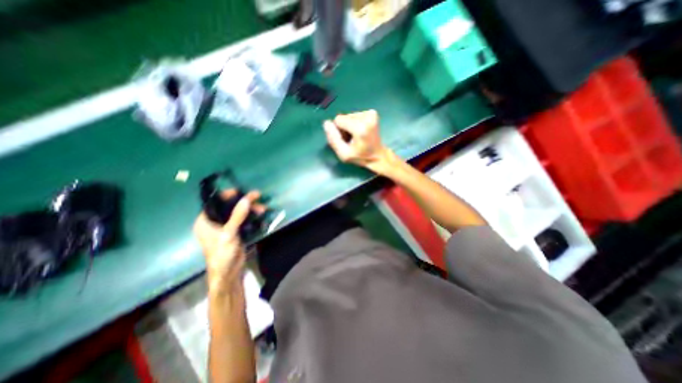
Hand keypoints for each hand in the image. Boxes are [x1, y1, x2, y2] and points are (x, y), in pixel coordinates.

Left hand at [194, 190, 266, 294]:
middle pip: (229, 207)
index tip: (240, 191)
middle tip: (258, 198)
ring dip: (250, 210)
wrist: (229, 273)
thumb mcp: (229, 233)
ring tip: (263, 209)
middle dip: (244, 203)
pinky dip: (251, 217)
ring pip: (238, 213)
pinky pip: (243, 220)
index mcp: (205, 221)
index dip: (227, 195)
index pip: (214, 202)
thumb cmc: (222, 253)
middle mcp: (214, 222)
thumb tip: (246, 199)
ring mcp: (225, 227)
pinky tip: (260, 216)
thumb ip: (237, 216)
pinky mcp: (235, 232)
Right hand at [322, 110, 391, 172]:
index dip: (339, 131)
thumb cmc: (360, 157)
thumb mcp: (343, 154)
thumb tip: (326, 123)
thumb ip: (333, 139)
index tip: (346, 140)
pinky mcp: (372, 113)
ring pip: (349, 116)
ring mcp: (371, 114)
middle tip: (352, 140)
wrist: (378, 157)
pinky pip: (355, 115)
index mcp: (360, 128)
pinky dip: (356, 123)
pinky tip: (361, 132)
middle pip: (344, 117)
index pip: (338, 120)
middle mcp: (367, 117)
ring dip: (350, 126)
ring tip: (357, 137)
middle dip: (344, 128)